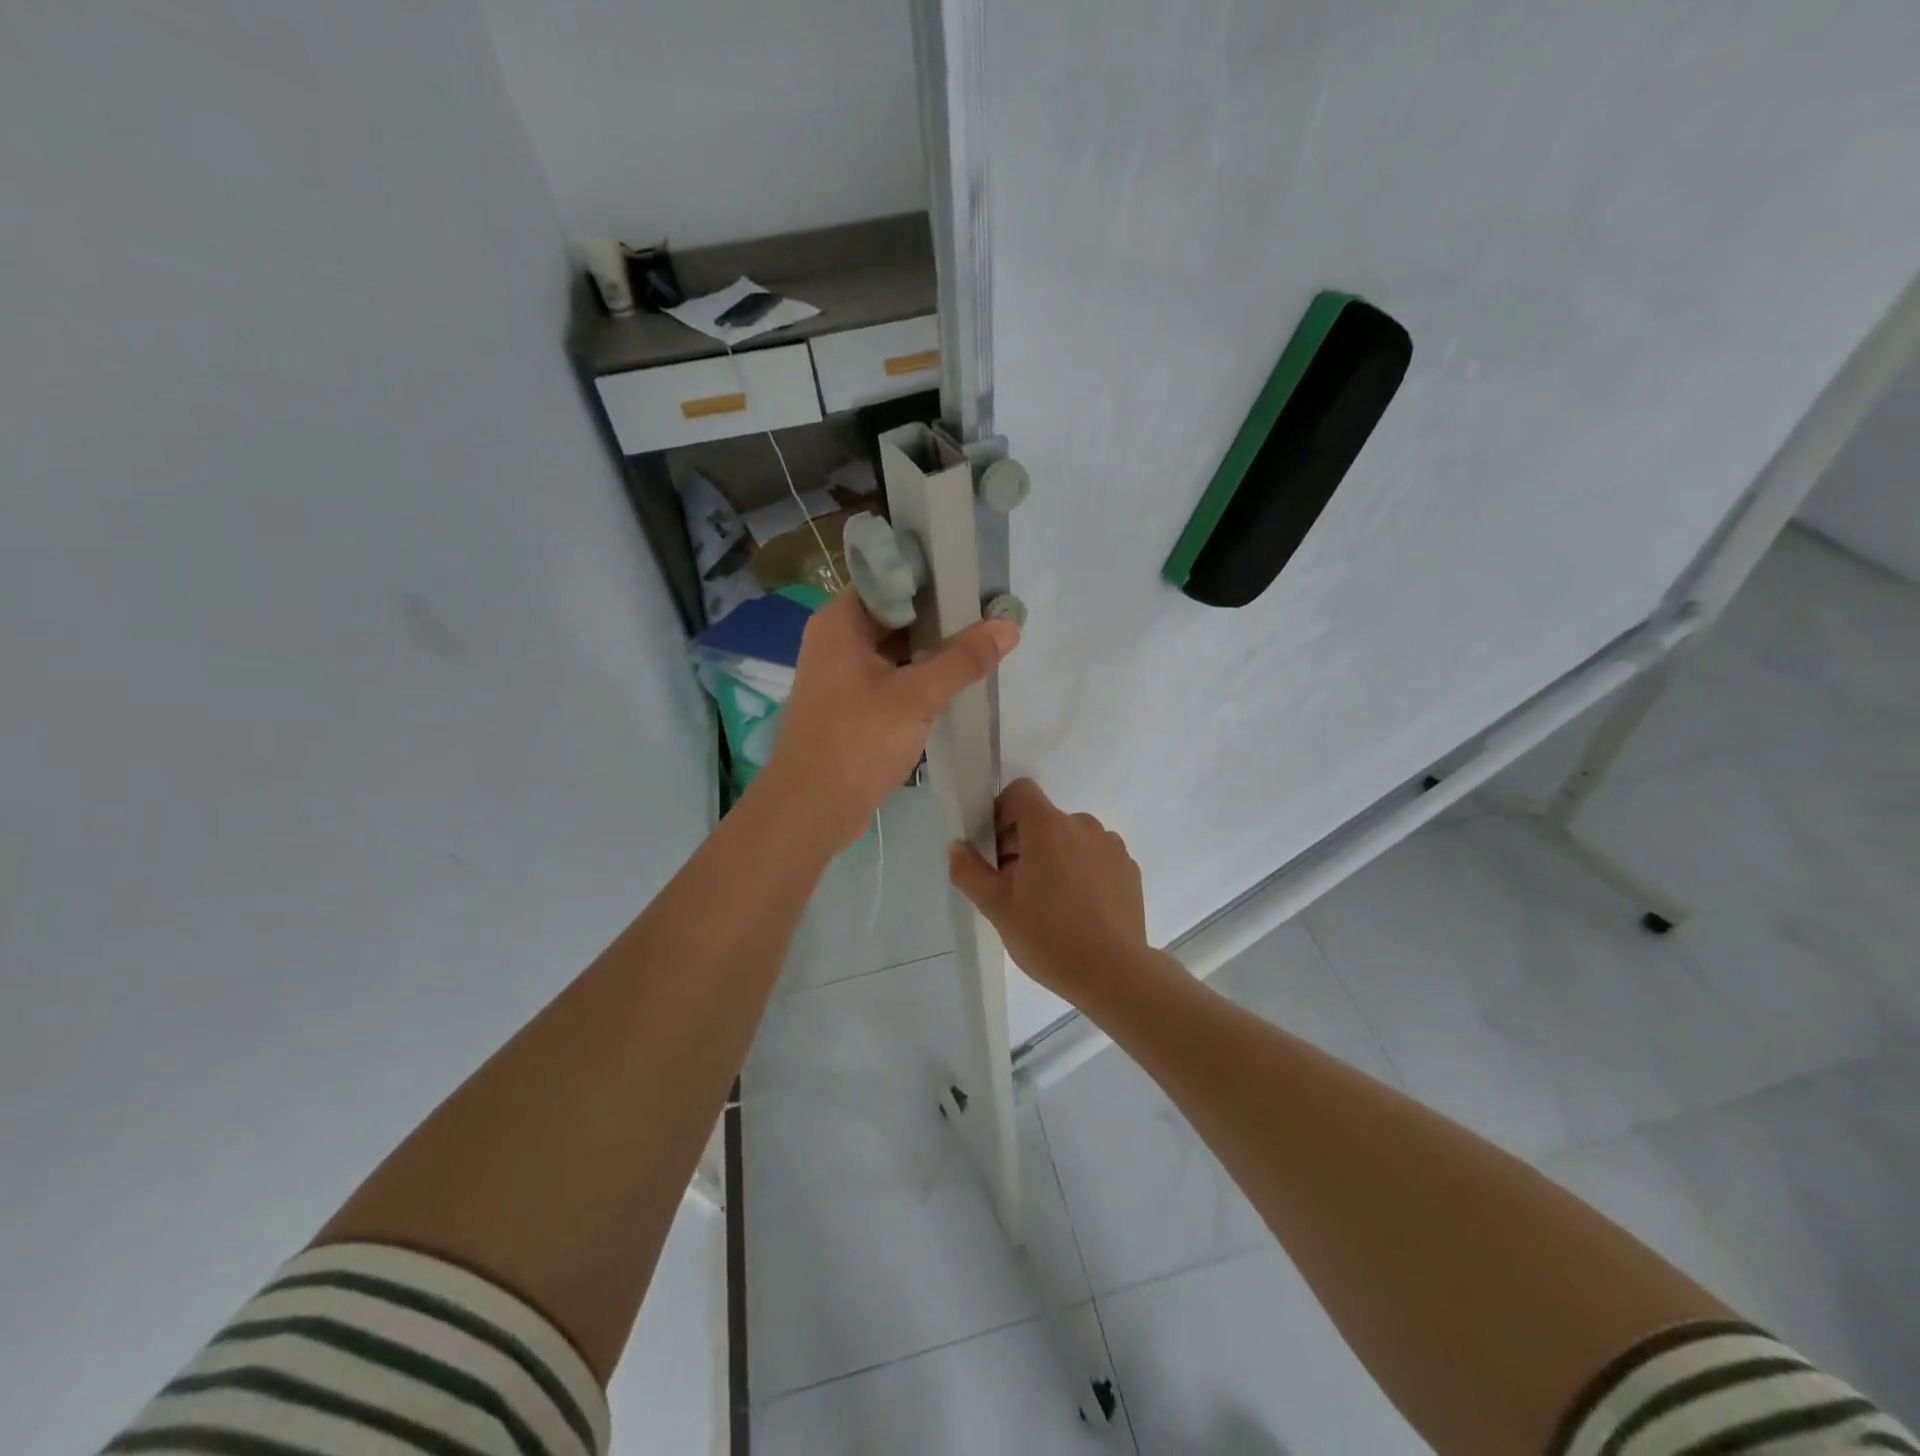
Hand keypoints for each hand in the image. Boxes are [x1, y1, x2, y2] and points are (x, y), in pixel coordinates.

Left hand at [758, 592, 1018, 850]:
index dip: (931, 576)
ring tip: (984, 644)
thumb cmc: (856, 742)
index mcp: (840, 622)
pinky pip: (892, 679)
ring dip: (934, 650)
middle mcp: (837, 640)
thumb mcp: (915, 697)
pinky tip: (957, 683)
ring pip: (896, 649)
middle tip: (991, 613)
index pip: (889, 579)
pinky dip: (920, 678)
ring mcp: (842, 676)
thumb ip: (963, 659)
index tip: (974, 580)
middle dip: (941, 616)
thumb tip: (1008, 624)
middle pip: (896, 614)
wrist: (810, 810)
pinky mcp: (852, 706)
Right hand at [948, 778, 1152, 1004]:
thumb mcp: (996, 908)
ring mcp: (1111, 846)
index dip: (1002, 811)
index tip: (995, 848)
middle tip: (1013, 886)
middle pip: (1044, 819)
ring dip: (1055, 857)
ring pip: (1071, 839)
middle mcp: (1083, 825)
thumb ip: (969, 872)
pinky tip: (1078, 910)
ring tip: (1048, 901)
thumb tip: (957, 848)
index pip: (1021, 792)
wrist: (1113, 974)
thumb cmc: (1048, 936)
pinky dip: (1082, 871)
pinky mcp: (1129, 869)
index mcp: (1048, 826)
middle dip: (1024, 842)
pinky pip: (1095, 857)